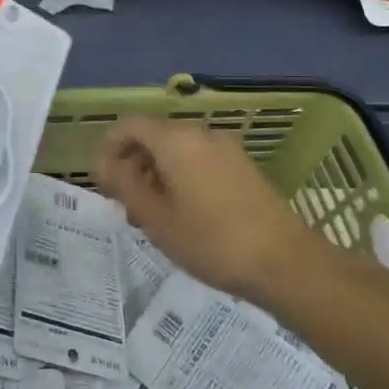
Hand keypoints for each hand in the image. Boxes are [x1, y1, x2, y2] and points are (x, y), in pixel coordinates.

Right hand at [97, 116, 321, 302]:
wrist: (284, 262)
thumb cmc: (211, 240)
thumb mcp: (156, 218)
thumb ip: (124, 185)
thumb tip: (106, 165)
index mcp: (175, 140)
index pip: (129, 126)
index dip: (109, 149)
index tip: (103, 183)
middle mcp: (201, 134)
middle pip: (154, 136)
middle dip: (132, 164)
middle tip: (124, 204)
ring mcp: (226, 149)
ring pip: (177, 150)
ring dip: (156, 174)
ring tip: (151, 215)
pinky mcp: (243, 167)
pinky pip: (200, 160)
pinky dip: (181, 177)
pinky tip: (183, 215)